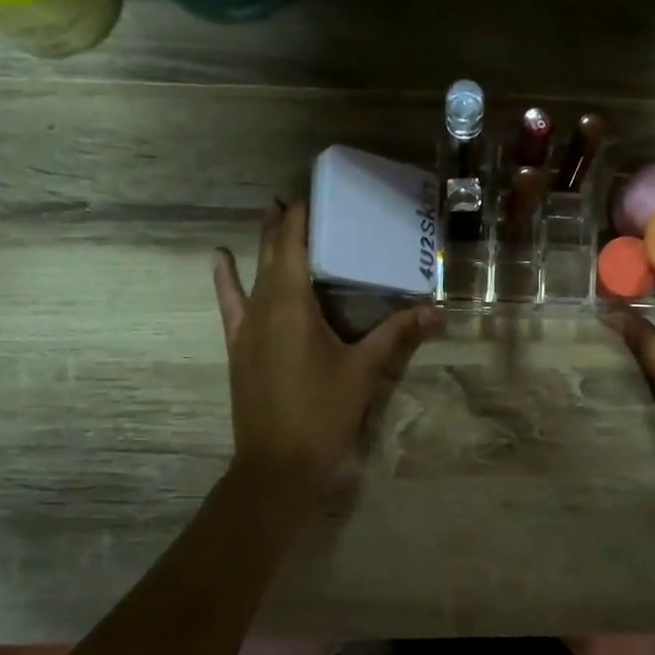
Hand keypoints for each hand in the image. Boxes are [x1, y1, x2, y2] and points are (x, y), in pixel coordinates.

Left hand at [212, 201, 438, 491]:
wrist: (278, 464)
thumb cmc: (323, 413)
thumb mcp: (364, 372)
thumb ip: (396, 335)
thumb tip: (435, 311)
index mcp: (293, 306)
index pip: (294, 246)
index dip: (301, 217)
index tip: (311, 190)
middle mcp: (264, 307)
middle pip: (272, 254)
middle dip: (283, 223)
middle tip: (294, 195)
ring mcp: (246, 328)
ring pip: (252, 274)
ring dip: (260, 243)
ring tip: (267, 210)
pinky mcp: (239, 347)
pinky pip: (230, 304)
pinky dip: (226, 280)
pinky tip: (218, 259)